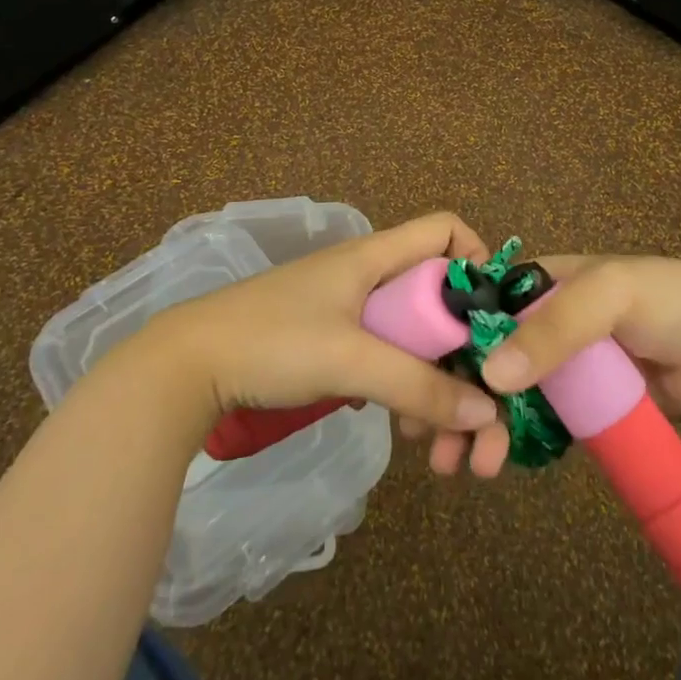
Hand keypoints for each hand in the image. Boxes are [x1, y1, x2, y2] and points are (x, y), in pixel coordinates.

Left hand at [139, 213, 511, 472]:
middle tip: (482, 416)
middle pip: (439, 302)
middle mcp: (371, 278)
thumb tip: (488, 412)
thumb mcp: (351, 361)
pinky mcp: (334, 344)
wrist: (188, 367)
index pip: (445, 231)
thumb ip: (419, 385)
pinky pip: (389, 361)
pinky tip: (406, 433)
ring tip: (441, 448)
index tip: (492, 318)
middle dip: (466, 357)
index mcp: (376, 257)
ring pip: (416, 341)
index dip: (477, 261)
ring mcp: (352, 313)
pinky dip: (406, 393)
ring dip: (438, 388)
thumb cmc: (273, 342)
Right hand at [409, 255, 680, 476]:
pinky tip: (491, 462)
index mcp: (536, 284)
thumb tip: (493, 375)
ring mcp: (554, 367)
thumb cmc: (665, 302)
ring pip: (498, 394)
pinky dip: (506, 440)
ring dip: (472, 425)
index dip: (445, 341)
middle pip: (479, 357)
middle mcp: (536, 323)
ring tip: (459, 465)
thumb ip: (555, 328)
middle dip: (451, 394)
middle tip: (427, 438)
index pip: (476, 308)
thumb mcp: (610, 294)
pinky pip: (530, 422)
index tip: (415, 376)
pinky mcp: (574, 406)